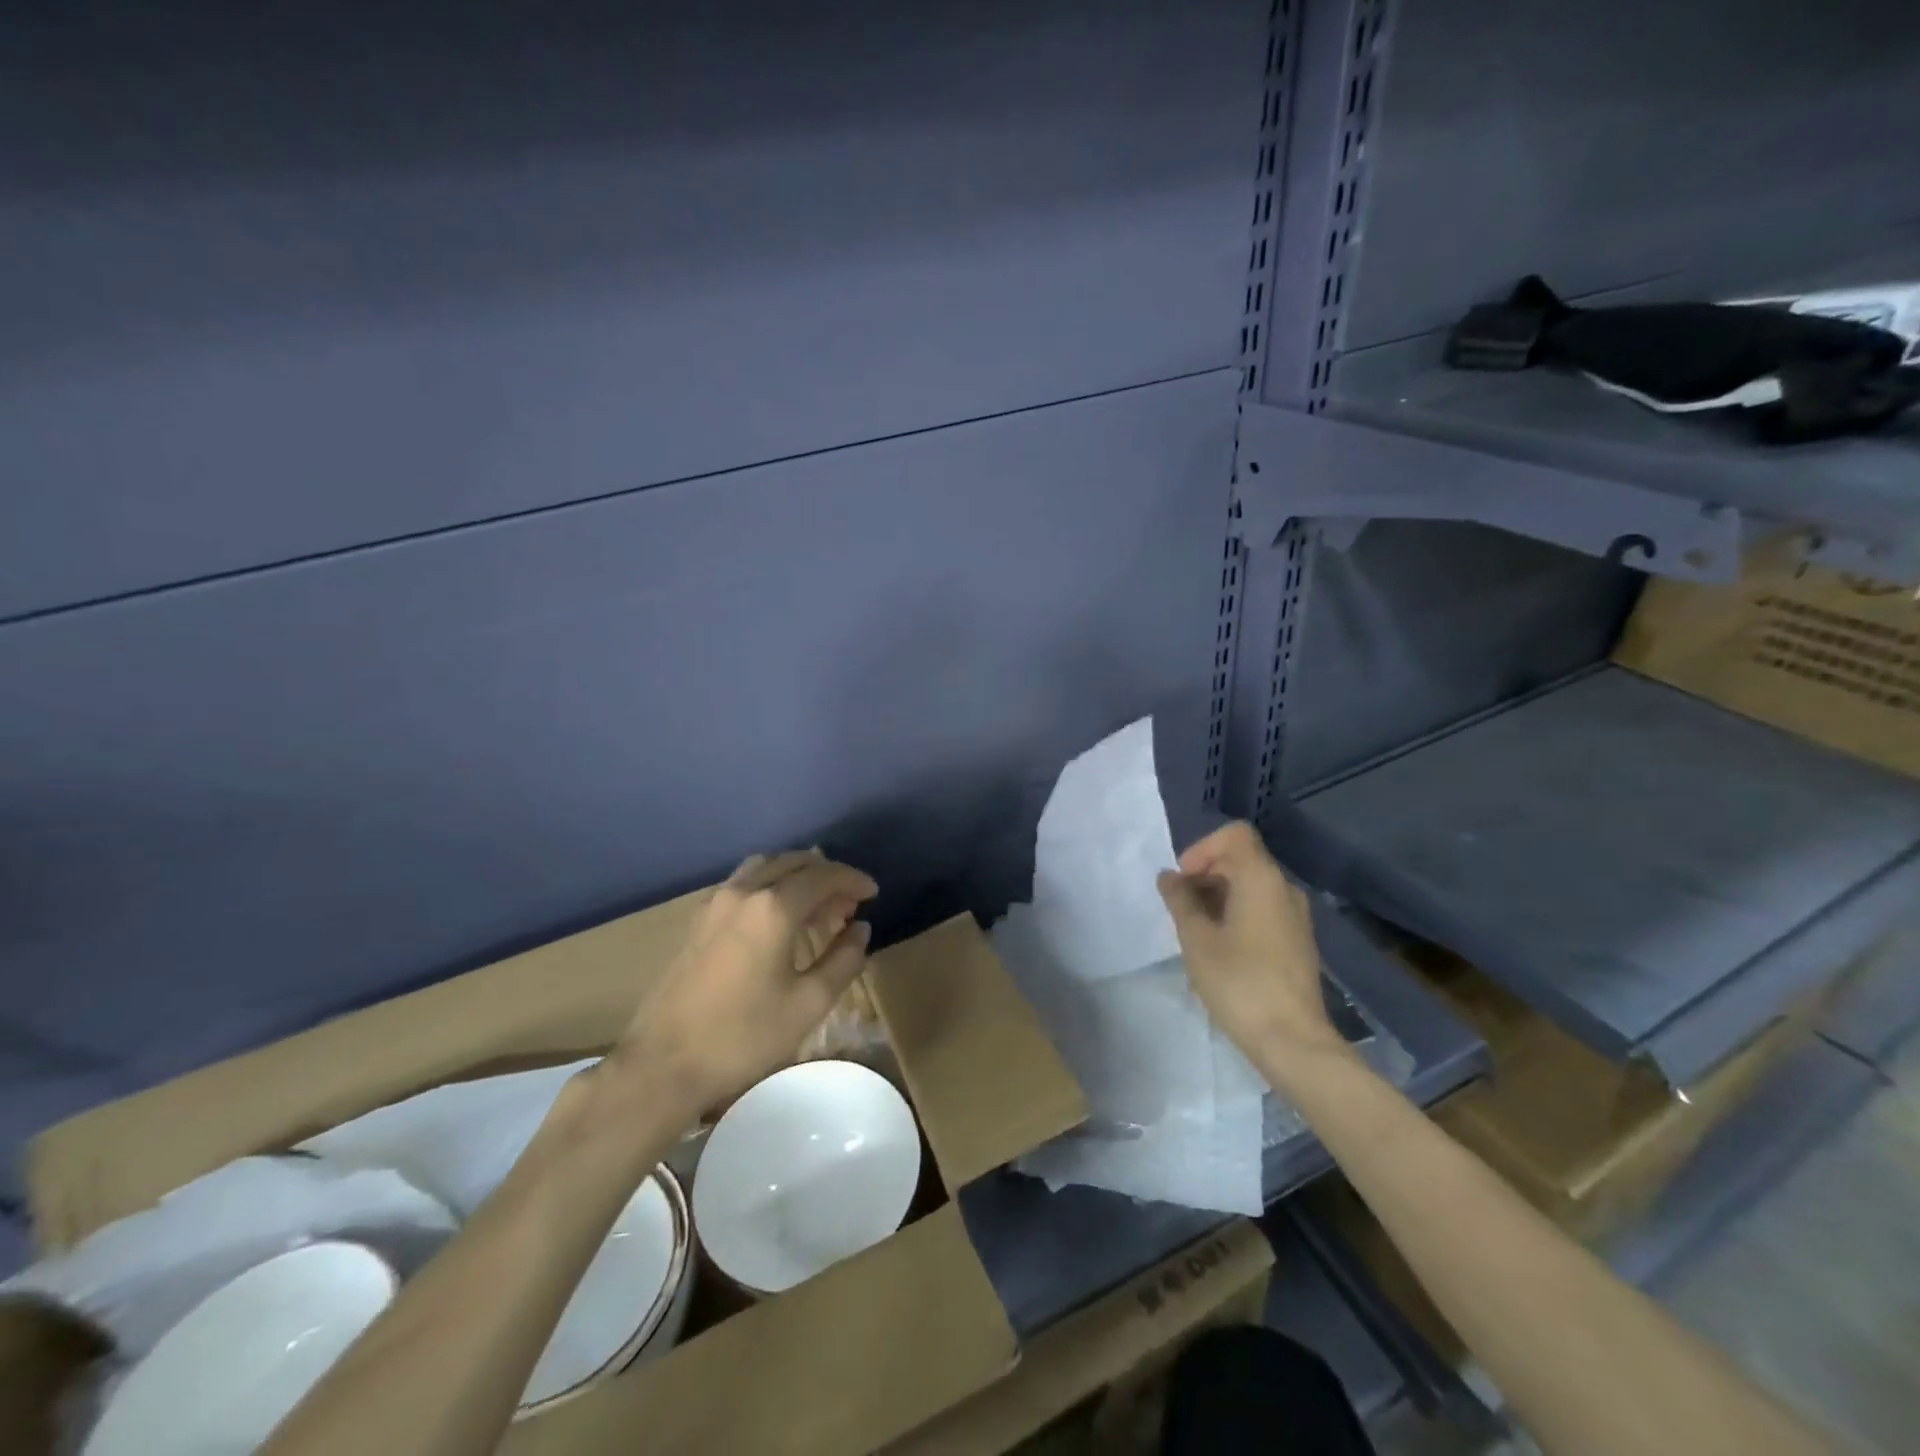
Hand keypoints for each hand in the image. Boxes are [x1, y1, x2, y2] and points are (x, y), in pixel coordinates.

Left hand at [610, 849, 878, 1116]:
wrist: (663, 1064)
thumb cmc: (743, 1036)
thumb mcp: (809, 1004)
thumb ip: (844, 960)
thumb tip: (859, 929)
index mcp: (773, 907)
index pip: (823, 876)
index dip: (853, 880)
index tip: (873, 894)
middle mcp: (744, 891)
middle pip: (794, 863)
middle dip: (827, 877)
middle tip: (849, 904)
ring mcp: (716, 902)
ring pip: (766, 867)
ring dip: (797, 878)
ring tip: (816, 908)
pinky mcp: (698, 919)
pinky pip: (745, 883)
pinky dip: (771, 886)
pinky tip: (779, 920)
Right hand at [1155, 821, 1343, 1067]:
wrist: (1292, 1040)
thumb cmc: (1239, 983)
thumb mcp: (1196, 939)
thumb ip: (1180, 900)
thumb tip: (1169, 877)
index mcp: (1261, 879)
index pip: (1234, 835)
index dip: (1202, 849)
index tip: (1184, 881)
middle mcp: (1284, 888)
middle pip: (1241, 858)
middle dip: (1205, 874)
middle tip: (1181, 909)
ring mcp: (1296, 915)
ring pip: (1251, 885)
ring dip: (1218, 896)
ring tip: (1197, 931)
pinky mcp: (1298, 940)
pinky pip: (1263, 908)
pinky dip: (1237, 913)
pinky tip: (1221, 948)